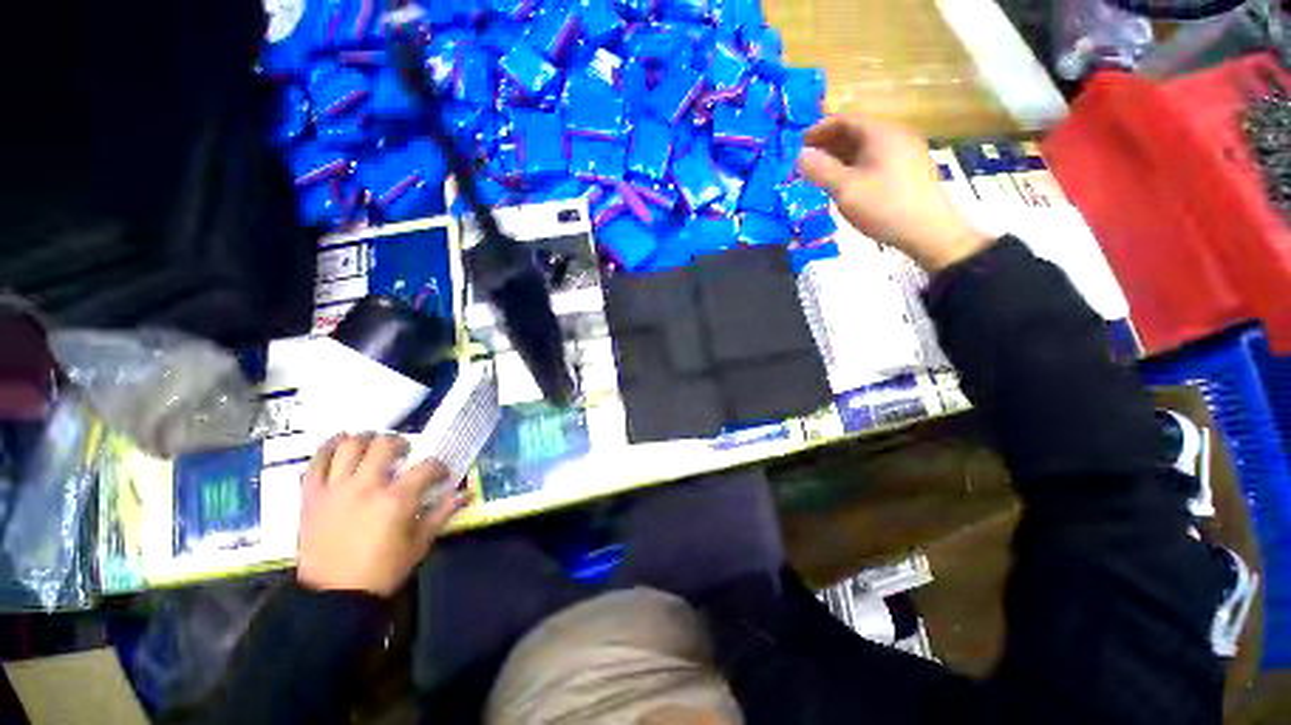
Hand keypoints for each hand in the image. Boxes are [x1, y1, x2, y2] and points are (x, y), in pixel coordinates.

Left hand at [296, 433, 465, 596]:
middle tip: (405, 453)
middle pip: (386, 444)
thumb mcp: (420, 543)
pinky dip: (328, 447)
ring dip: (366, 439)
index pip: (427, 467)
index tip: (441, 475)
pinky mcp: (312, 495)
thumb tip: (466, 493)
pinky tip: (341, 441)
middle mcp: (366, 485)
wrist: (334, 596)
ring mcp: (335, 488)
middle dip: (401, 443)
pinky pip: (316, 461)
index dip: (439, 467)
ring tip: (373, 444)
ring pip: (350, 446)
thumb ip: (442, 513)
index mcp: (397, 498)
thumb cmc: (383, 570)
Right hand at [797, 115, 993, 271]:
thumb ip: (821, 170)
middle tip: (807, 161)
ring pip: (866, 148)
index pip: (845, 120)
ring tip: (822, 174)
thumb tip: (801, 155)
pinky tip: (846, 183)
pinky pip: (875, 159)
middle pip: (856, 132)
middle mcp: (895, 136)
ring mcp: (905, 153)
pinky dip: (855, 165)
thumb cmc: (884, 207)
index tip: (799, 144)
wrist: (929, 231)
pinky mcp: (908, 170)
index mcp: (881, 134)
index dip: (819, 130)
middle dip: (828, 144)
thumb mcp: (846, 189)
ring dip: (841, 157)